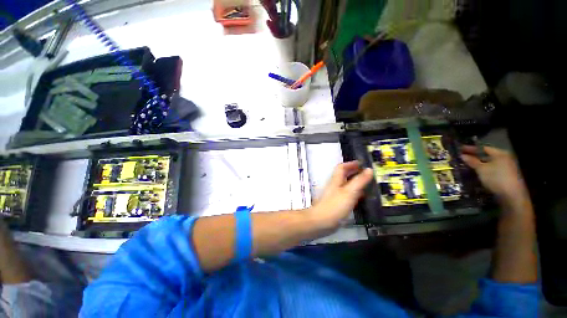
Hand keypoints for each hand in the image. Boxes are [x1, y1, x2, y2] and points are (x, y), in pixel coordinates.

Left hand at [306, 161, 373, 230]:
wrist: (321, 222)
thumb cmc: (334, 206)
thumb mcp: (349, 192)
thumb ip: (359, 181)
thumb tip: (369, 169)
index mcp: (336, 180)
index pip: (341, 167)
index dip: (350, 164)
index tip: (361, 163)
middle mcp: (334, 185)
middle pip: (343, 175)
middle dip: (353, 172)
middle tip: (366, 173)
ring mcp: (334, 195)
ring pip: (345, 185)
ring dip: (354, 183)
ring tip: (366, 185)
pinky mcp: (335, 204)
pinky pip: (346, 195)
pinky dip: (353, 193)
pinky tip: (360, 199)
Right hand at [461, 145, 527, 202]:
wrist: (511, 195)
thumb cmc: (496, 178)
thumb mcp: (481, 169)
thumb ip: (472, 161)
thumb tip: (463, 156)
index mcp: (500, 154)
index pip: (483, 148)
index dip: (471, 148)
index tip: (461, 149)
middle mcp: (504, 158)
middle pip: (487, 155)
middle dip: (475, 156)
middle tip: (463, 157)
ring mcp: (506, 167)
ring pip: (489, 163)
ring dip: (479, 163)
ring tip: (468, 165)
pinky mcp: (505, 176)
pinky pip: (492, 169)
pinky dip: (484, 169)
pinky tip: (478, 172)